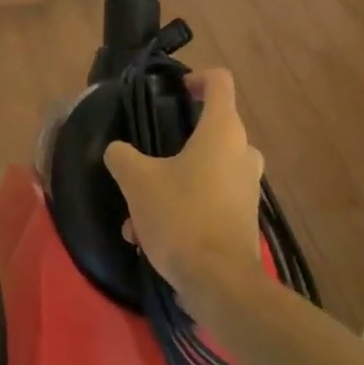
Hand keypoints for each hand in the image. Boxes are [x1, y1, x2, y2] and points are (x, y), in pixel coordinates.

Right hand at [103, 69, 265, 298]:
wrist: (221, 286)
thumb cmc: (181, 216)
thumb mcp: (137, 180)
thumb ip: (122, 156)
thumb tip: (117, 151)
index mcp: (222, 131)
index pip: (219, 81)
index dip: (196, 77)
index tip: (174, 91)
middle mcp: (242, 153)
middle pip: (213, 127)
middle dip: (180, 138)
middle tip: (151, 152)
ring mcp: (247, 189)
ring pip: (208, 168)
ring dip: (174, 180)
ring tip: (138, 208)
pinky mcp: (243, 220)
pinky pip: (211, 200)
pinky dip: (184, 208)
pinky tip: (150, 237)